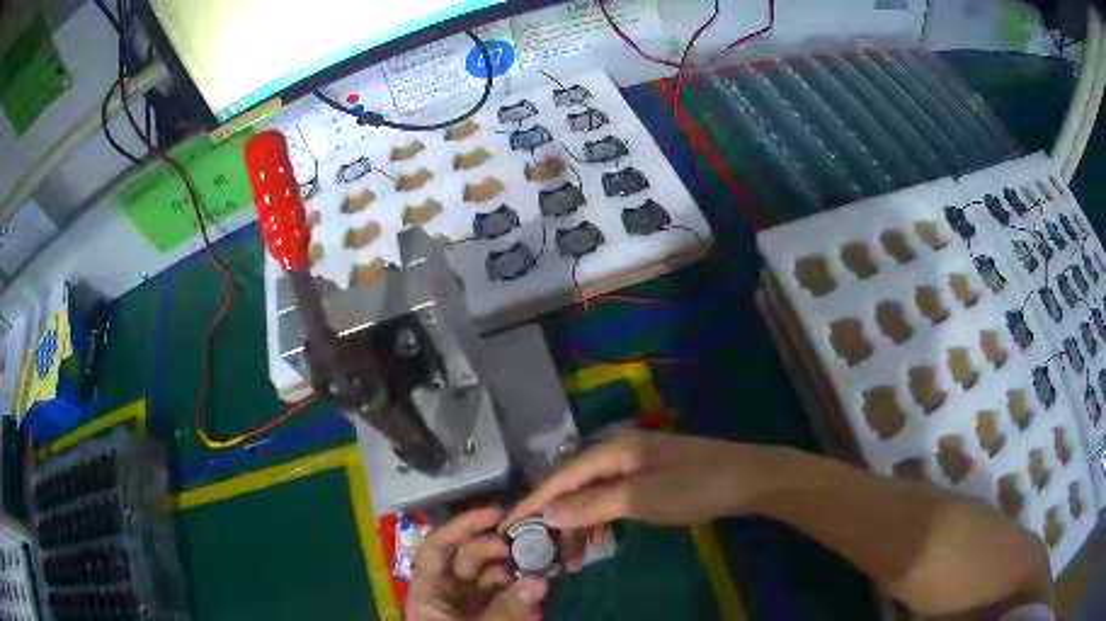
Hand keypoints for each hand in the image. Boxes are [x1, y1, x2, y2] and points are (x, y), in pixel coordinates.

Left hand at [408, 507, 547, 620]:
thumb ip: (506, 610)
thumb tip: (540, 581)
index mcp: (428, 589)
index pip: (439, 547)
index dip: (463, 525)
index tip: (497, 513)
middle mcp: (448, 591)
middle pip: (470, 557)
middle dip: (501, 549)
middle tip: (533, 545)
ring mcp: (470, 604)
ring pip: (494, 576)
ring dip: (518, 570)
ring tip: (545, 566)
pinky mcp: (491, 615)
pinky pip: (508, 596)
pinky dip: (524, 593)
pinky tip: (542, 593)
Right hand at [504, 430, 773, 529]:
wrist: (749, 479)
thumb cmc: (693, 487)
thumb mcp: (640, 498)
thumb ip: (592, 505)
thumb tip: (546, 513)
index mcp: (614, 450)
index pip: (561, 476)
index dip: (534, 501)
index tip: (507, 525)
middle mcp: (620, 452)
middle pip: (575, 485)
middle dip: (556, 518)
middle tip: (541, 550)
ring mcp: (638, 465)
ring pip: (595, 494)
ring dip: (579, 523)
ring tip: (569, 555)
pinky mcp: (652, 478)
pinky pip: (614, 499)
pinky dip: (602, 519)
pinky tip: (598, 538)